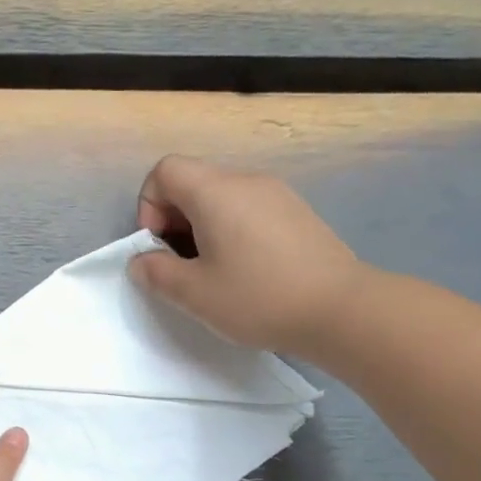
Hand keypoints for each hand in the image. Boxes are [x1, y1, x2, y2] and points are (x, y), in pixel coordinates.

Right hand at [128, 154, 361, 356]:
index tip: (159, 247)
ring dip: (203, 228)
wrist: (339, 309)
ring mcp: (276, 194)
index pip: (165, 170)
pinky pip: (249, 209)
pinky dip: (233, 231)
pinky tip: (247, 271)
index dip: (149, 206)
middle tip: (182, 266)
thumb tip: (141, 261)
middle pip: (193, 182)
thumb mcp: (194, 294)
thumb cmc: (258, 298)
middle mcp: (246, 181)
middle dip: (174, 220)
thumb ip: (156, 273)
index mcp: (215, 192)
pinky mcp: (297, 213)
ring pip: (222, 197)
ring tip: (214, 273)